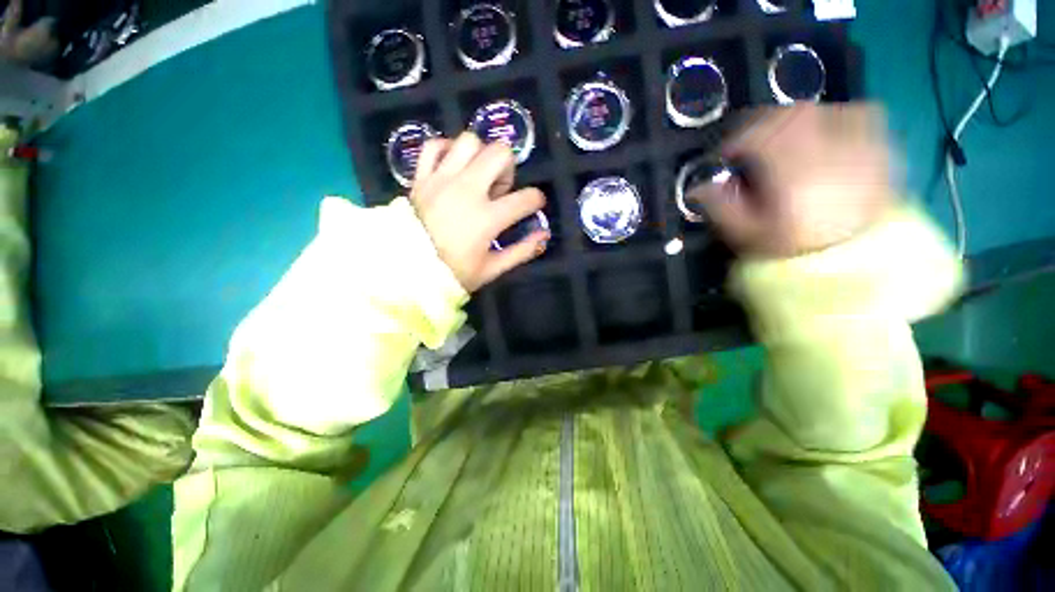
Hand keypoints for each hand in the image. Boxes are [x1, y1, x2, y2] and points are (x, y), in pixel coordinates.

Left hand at [410, 132, 548, 291]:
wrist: (406, 268)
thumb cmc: (453, 272)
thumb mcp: (492, 269)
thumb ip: (521, 251)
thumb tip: (544, 235)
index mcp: (488, 218)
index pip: (526, 198)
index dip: (536, 200)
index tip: (533, 204)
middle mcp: (467, 190)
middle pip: (500, 153)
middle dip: (508, 168)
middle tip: (500, 187)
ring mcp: (442, 179)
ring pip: (469, 141)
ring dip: (480, 155)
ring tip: (477, 175)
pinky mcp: (421, 176)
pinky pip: (434, 145)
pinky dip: (446, 149)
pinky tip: (452, 165)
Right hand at [690, 104, 893, 257]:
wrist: (856, 259)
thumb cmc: (795, 248)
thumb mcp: (748, 235)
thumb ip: (721, 208)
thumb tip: (697, 188)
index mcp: (791, 171)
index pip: (757, 135)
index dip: (735, 141)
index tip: (726, 157)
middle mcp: (828, 148)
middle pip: (789, 115)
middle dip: (763, 126)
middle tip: (752, 146)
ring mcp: (861, 143)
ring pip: (821, 110)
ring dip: (795, 120)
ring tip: (785, 141)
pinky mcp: (880, 147)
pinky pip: (856, 114)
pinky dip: (834, 118)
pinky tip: (824, 136)